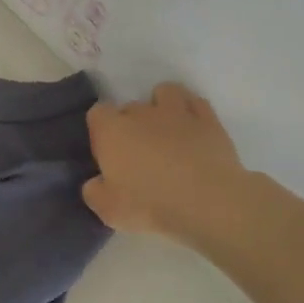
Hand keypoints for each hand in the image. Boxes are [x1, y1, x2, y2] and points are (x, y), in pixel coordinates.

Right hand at [83, 82, 248, 245]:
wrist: (207, 203)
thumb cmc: (150, 206)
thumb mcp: (108, 210)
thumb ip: (94, 192)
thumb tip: (96, 183)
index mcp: (111, 131)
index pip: (97, 113)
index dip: (101, 130)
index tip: (107, 152)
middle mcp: (141, 114)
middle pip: (129, 107)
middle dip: (131, 125)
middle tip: (138, 154)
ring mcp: (177, 113)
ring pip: (164, 92)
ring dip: (161, 106)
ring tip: (165, 131)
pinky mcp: (209, 120)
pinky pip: (195, 102)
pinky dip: (190, 111)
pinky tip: (191, 129)